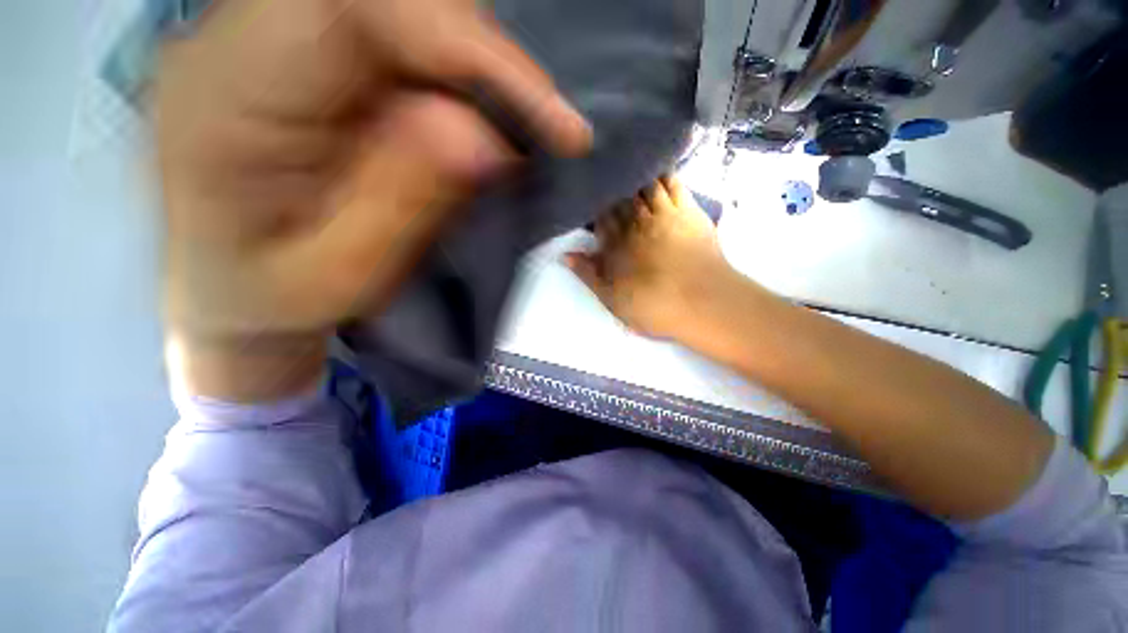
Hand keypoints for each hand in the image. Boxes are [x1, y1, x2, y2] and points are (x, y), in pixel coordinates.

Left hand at [157, 0, 590, 399]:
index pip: (365, 8)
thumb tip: (486, 137)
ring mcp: (280, 34)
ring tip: (522, 131)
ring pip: (408, 8)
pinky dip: (462, 75)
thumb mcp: (341, 276)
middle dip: (490, 61)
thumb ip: (405, 204)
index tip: (555, 121)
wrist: (225, 286)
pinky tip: (482, 120)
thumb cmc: (272, 299)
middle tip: (549, 130)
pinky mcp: (312, 53)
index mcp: (229, 90)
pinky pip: (403, 36)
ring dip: (481, 69)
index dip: (476, 51)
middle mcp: (247, 36)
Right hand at [566, 176, 733, 339]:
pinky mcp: (688, 211)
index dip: (595, 207)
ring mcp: (663, 214)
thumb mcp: (611, 299)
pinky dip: (664, 174)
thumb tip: (565, 255)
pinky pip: (673, 184)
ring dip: (636, 176)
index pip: (600, 218)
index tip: (590, 199)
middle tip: (607, 177)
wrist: (700, 302)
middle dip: (612, 189)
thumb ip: (588, 275)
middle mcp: (635, 223)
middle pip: (620, 199)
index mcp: (616, 244)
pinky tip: (659, 167)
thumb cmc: (652, 306)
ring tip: (629, 166)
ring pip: (644, 186)